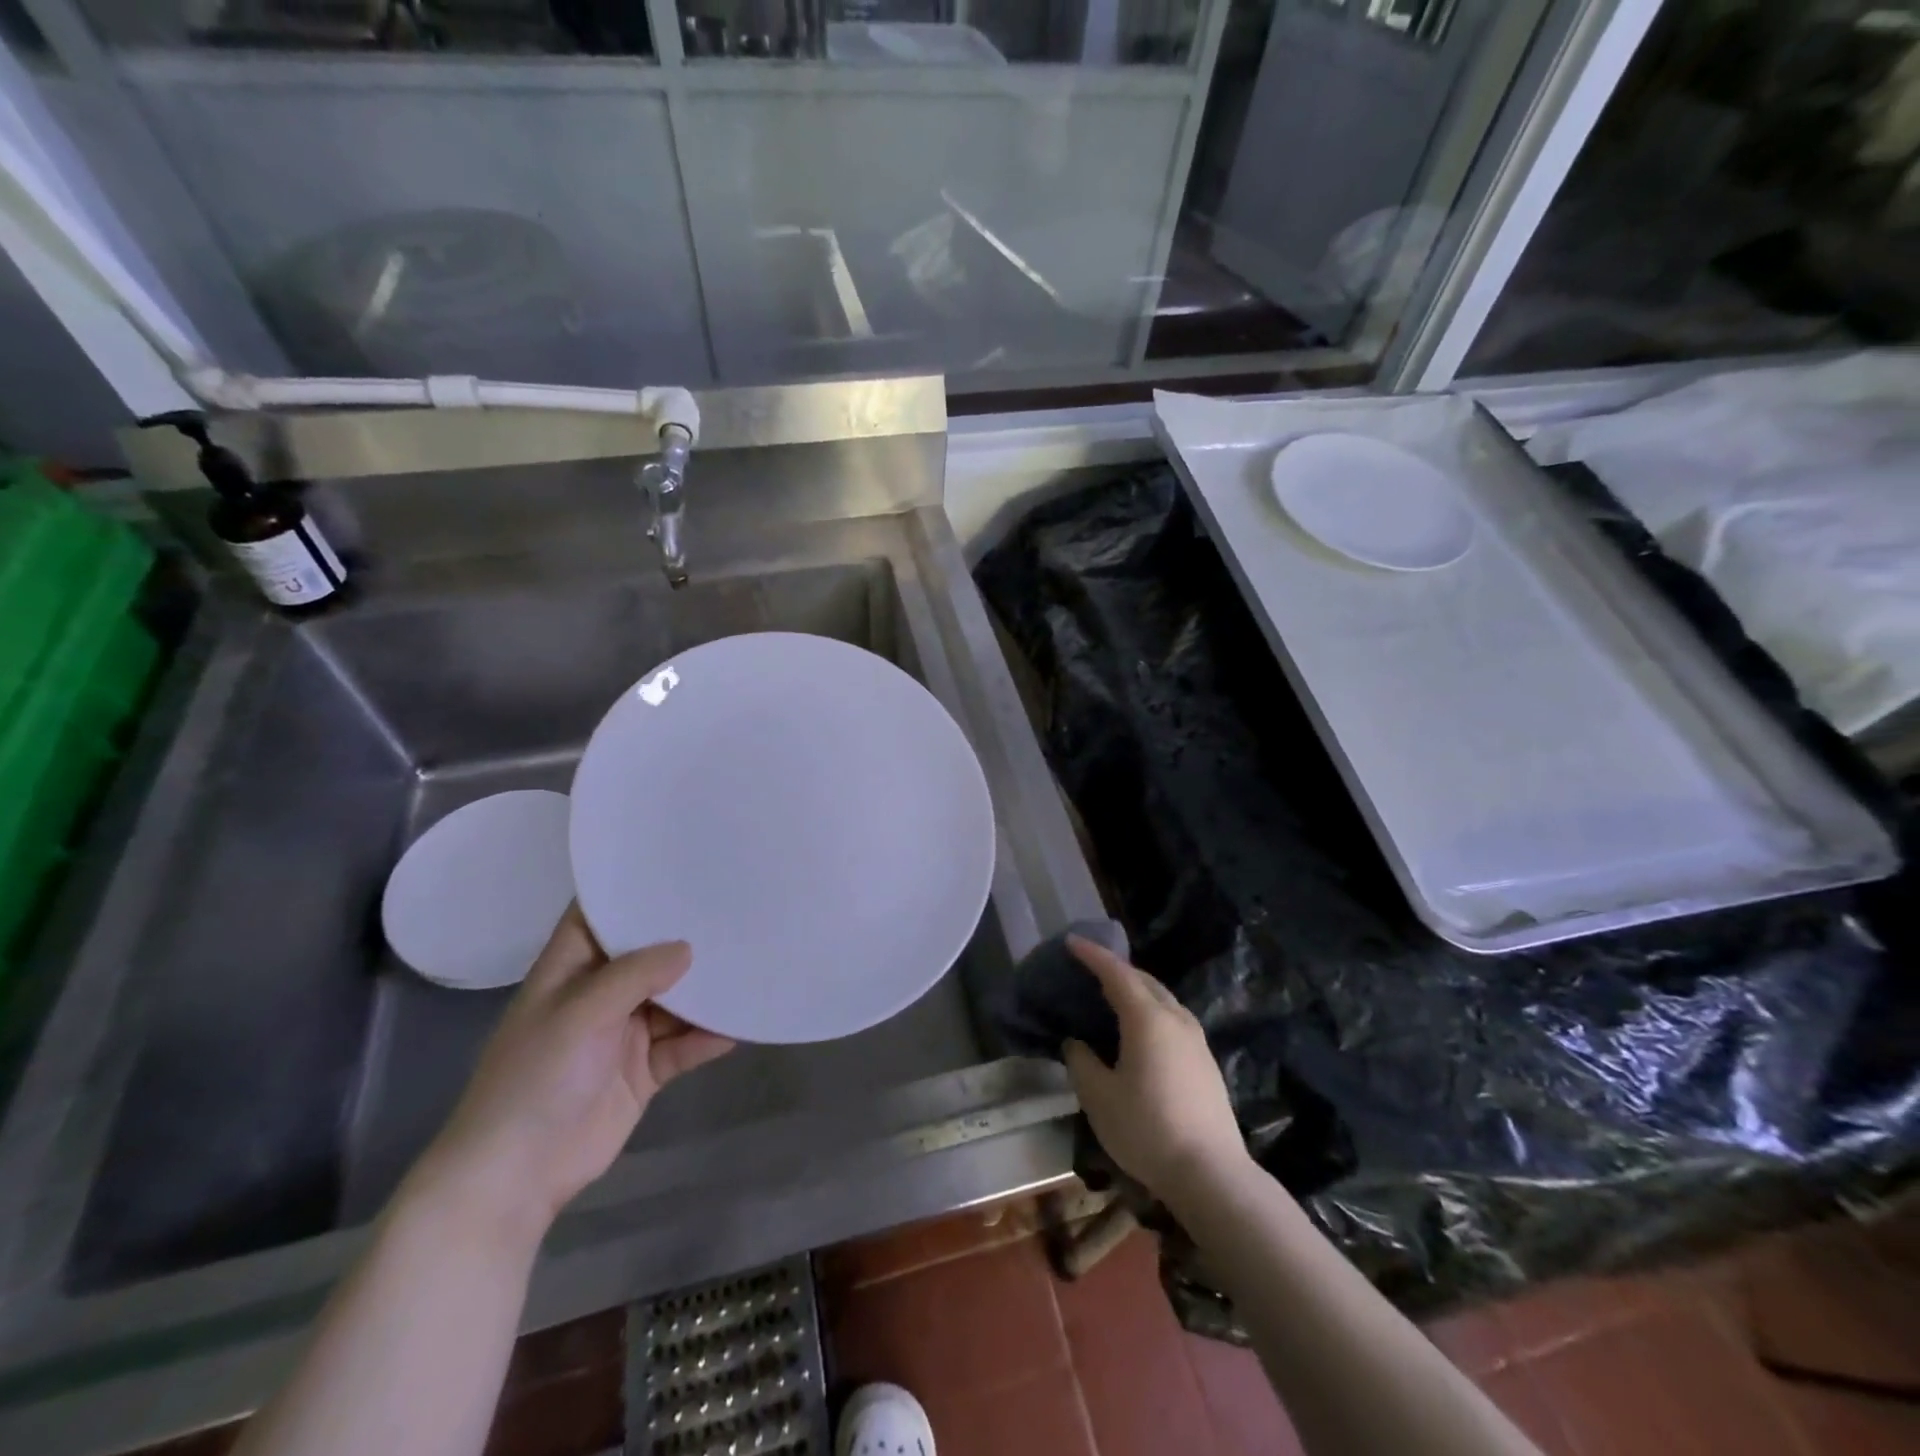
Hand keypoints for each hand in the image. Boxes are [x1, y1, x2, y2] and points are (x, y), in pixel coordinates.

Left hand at [410, 904, 732, 1243]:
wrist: (516, 1176)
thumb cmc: (536, 1078)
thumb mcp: (581, 1012)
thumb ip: (636, 975)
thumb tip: (689, 948)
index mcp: (571, 968)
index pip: (601, 914)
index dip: (633, 889)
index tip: (681, 863)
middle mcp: (600, 993)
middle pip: (649, 955)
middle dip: (686, 938)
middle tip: (736, 909)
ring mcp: (624, 1033)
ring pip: (674, 1000)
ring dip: (705, 991)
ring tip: (750, 964)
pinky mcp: (644, 1071)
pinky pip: (683, 1046)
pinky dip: (707, 1037)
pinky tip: (739, 1027)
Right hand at [1061, 936, 1247, 1198]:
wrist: (1212, 1174)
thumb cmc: (1147, 1130)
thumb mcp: (1099, 1097)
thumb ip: (1082, 1062)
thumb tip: (1075, 1043)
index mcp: (1147, 1018)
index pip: (1116, 973)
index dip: (1092, 955)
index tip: (1071, 942)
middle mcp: (1175, 1018)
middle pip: (1143, 979)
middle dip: (1115, 967)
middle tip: (1088, 967)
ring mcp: (1196, 1038)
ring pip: (1162, 997)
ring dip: (1135, 988)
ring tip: (1112, 995)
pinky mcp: (1206, 1060)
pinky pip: (1172, 1017)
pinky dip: (1150, 1008)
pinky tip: (1140, 1028)